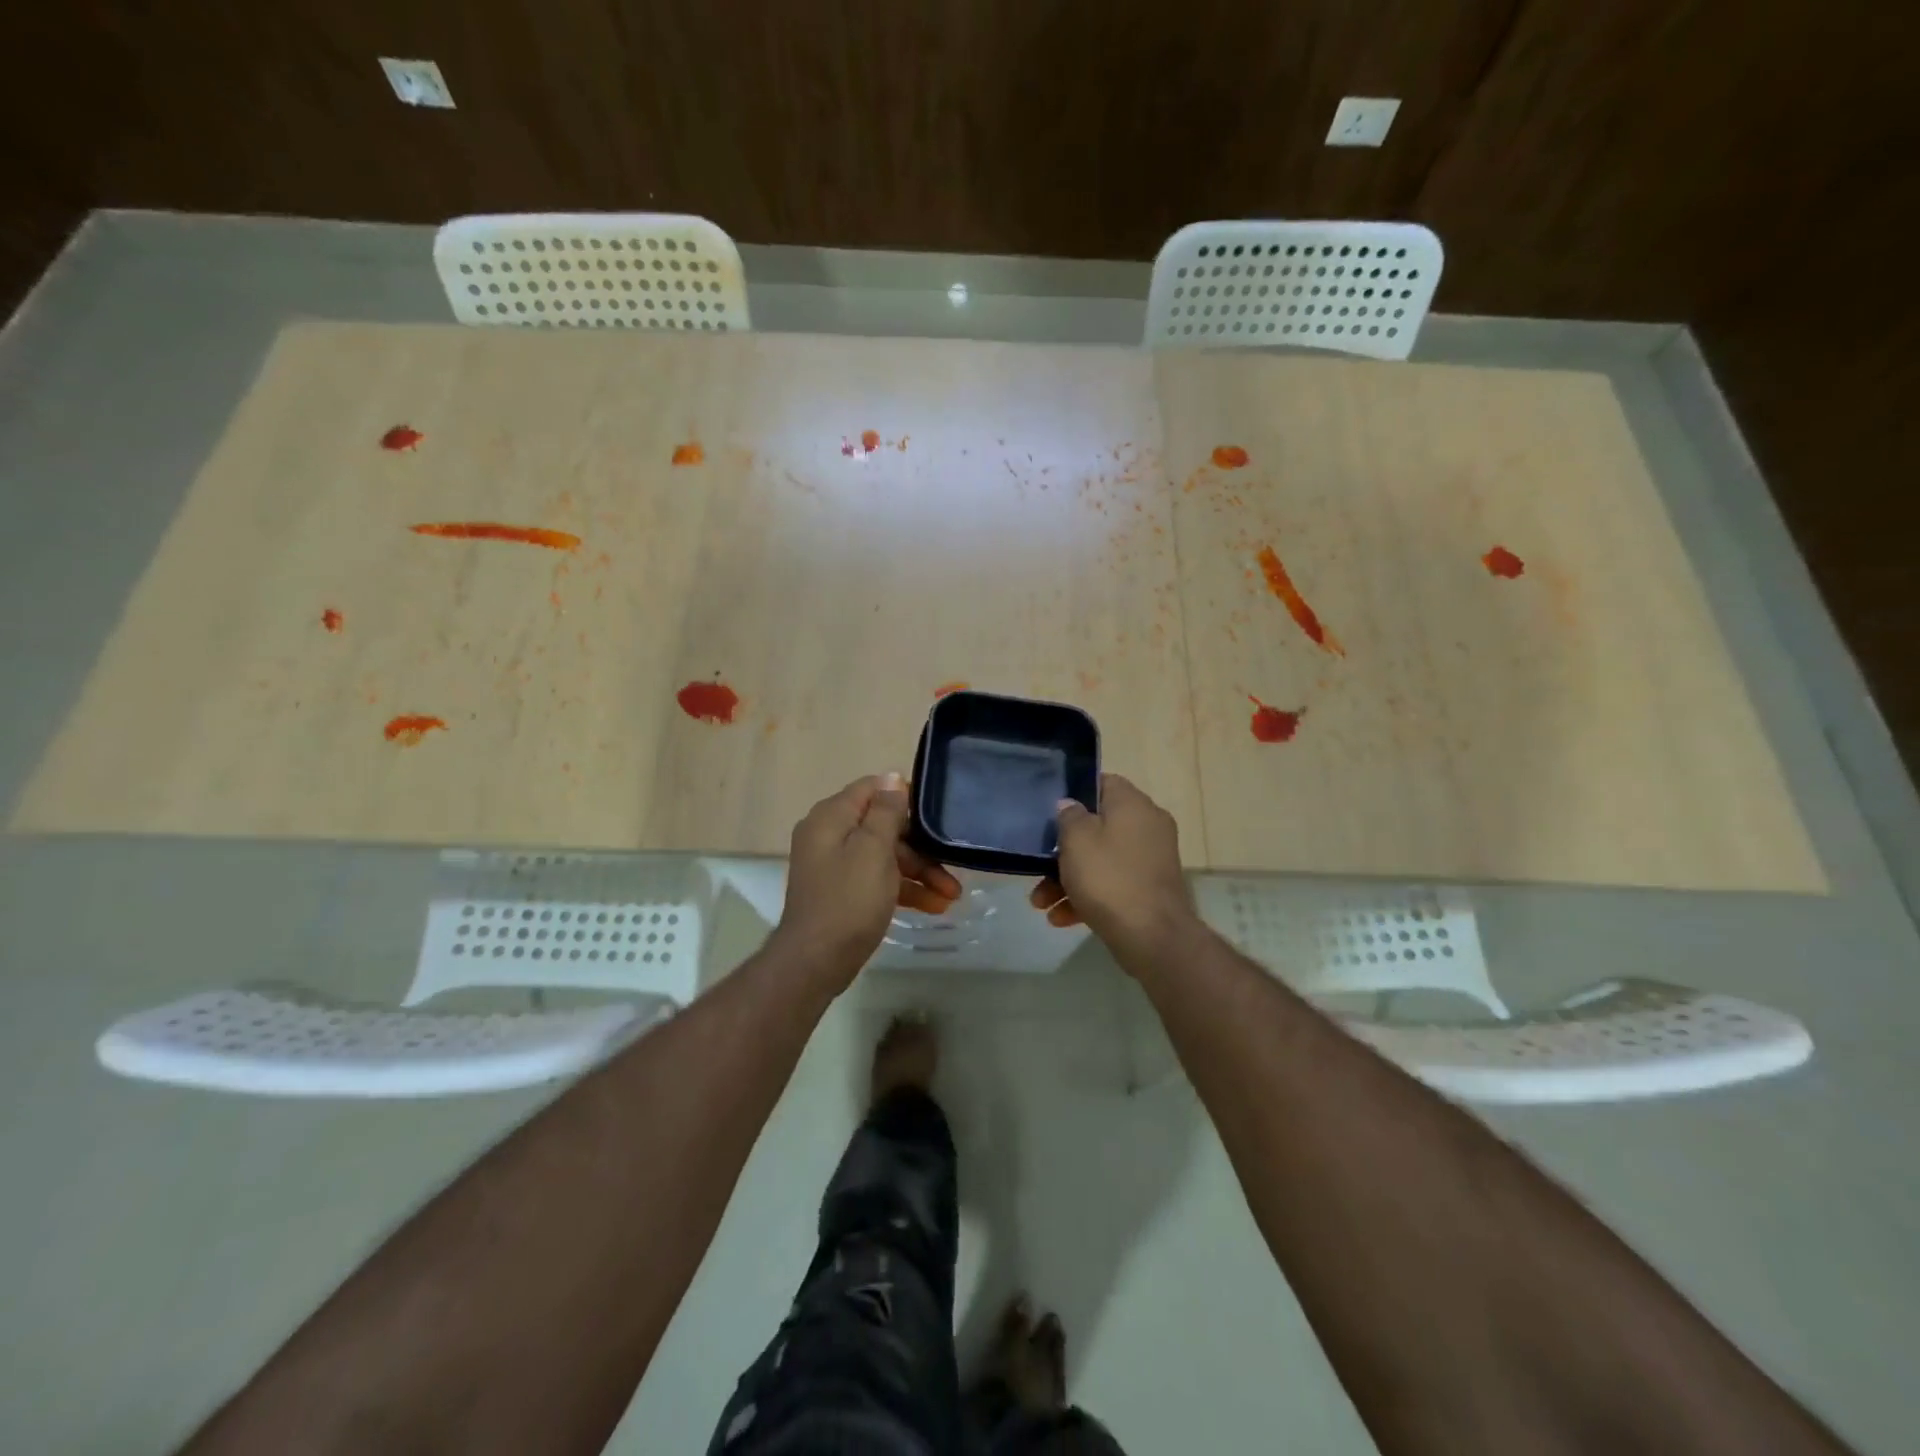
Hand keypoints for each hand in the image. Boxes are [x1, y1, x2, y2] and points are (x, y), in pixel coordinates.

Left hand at [771, 773, 961, 989]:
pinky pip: (877, 878)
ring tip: (952, 895)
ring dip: (919, 872)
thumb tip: (892, 776)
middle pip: (883, 825)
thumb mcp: (873, 851)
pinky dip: (903, 889)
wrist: (815, 962)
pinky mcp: (843, 891)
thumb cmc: (848, 901)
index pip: (873, 789)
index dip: (906, 798)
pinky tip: (934, 906)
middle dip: (920, 846)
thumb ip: (885, 812)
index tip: (937, 816)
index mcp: (831, 817)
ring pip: (885, 855)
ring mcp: (835, 864)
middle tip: (953, 866)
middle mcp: (830, 834)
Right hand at [1030, 773, 1199, 967]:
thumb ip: (1069, 816)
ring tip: (1042, 904)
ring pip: (1102, 859)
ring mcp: (1151, 860)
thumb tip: (1070, 805)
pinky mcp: (1150, 890)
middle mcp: (1148, 826)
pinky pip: (1114, 884)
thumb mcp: (1077, 841)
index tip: (1050, 812)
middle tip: (1038, 867)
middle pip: (1098, 827)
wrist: (1153, 937)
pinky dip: (1089, 896)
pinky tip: (1062, 919)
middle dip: (1064, 850)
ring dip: (1069, 879)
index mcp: (1133, 805)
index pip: (1103, 783)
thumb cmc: (1109, 878)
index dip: (1075, 793)